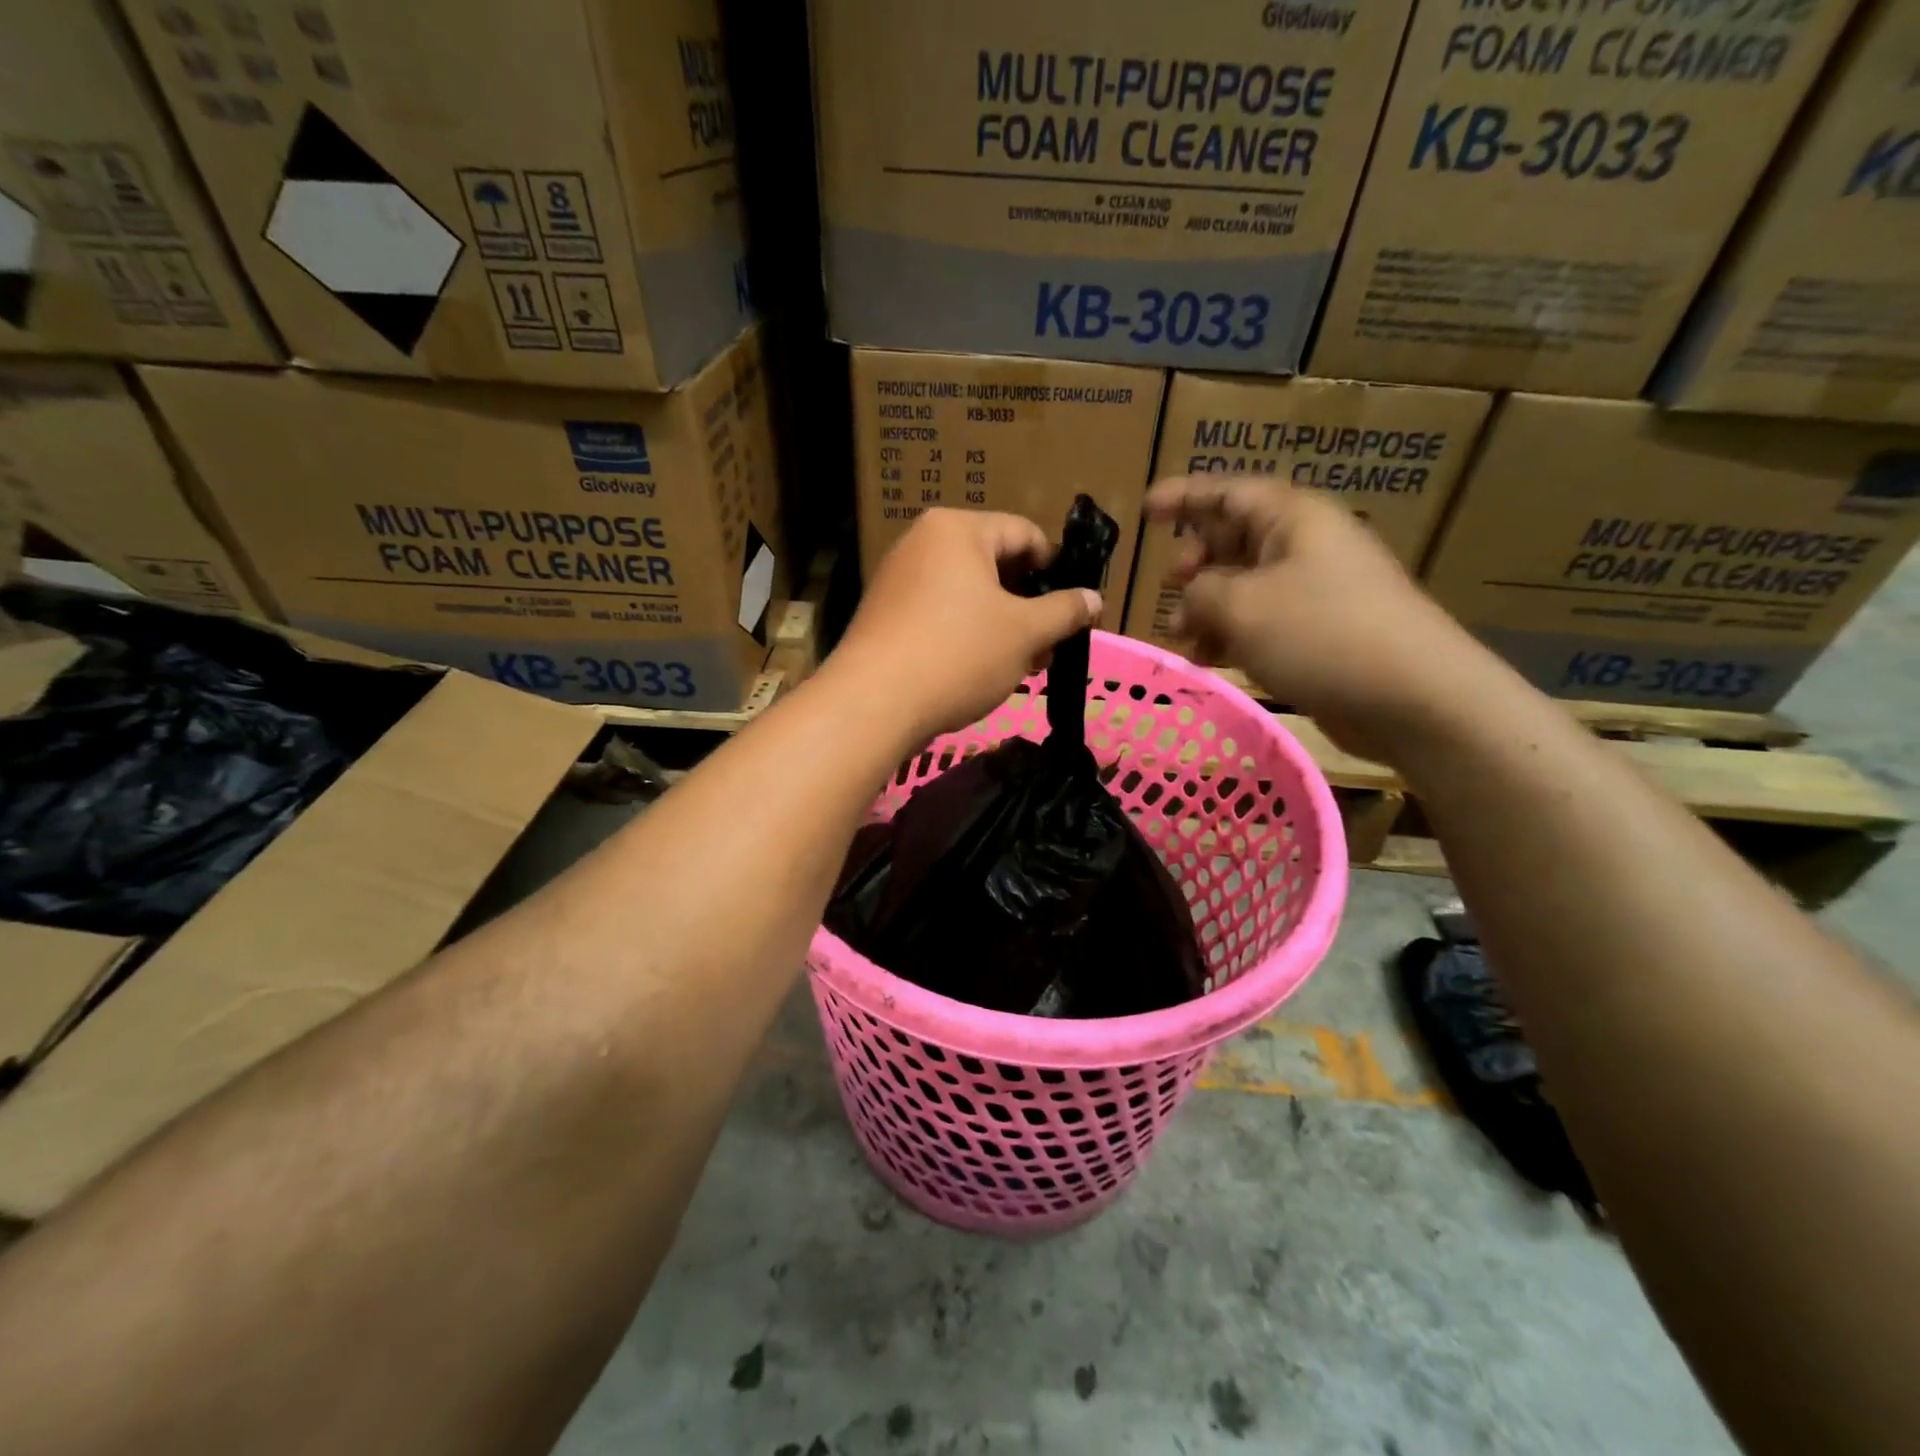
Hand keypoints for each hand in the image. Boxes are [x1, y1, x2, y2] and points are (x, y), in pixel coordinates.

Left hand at [832, 509, 1102, 740]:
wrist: (873, 704)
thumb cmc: (958, 654)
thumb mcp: (1025, 632)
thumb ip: (1065, 611)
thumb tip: (1094, 598)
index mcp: (958, 529)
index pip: (1025, 534)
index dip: (1057, 570)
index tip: (1074, 609)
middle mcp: (923, 543)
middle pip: (995, 565)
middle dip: (1028, 606)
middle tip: (1048, 647)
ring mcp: (898, 579)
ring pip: (968, 595)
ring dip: (1002, 626)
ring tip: (1021, 665)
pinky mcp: (885, 615)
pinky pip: (940, 614)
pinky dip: (967, 635)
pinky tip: (981, 671)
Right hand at [1143, 477, 1504, 762]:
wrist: (1412, 696)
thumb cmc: (1320, 634)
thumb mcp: (1240, 606)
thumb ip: (1198, 592)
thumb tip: (1190, 598)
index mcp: (1293, 518)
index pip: (1227, 492)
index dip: (1183, 497)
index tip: (1144, 511)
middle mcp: (1306, 545)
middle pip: (1236, 537)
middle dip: (1195, 559)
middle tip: (1167, 584)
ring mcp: (1318, 590)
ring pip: (1246, 584)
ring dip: (1208, 606)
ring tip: (1180, 636)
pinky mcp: (1322, 632)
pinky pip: (1264, 620)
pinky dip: (1232, 633)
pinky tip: (1211, 658)